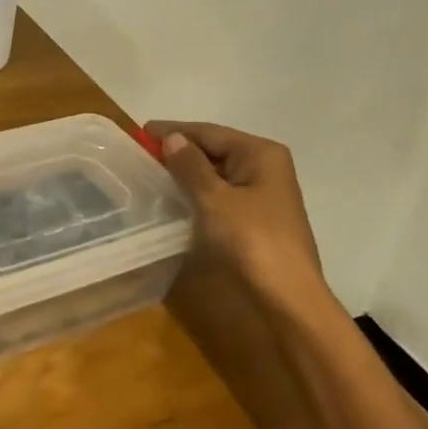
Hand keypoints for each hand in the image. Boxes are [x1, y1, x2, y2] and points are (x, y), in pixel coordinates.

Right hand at [148, 121, 337, 323]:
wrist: (287, 297)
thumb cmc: (252, 240)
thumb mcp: (215, 199)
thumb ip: (191, 166)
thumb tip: (172, 139)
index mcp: (260, 153)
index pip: (210, 132)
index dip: (174, 131)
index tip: (141, 132)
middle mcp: (266, 166)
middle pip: (216, 149)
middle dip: (180, 151)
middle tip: (143, 154)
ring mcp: (264, 193)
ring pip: (218, 173)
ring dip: (188, 173)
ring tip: (153, 173)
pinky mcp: (258, 217)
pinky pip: (222, 193)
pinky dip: (199, 192)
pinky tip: (177, 198)